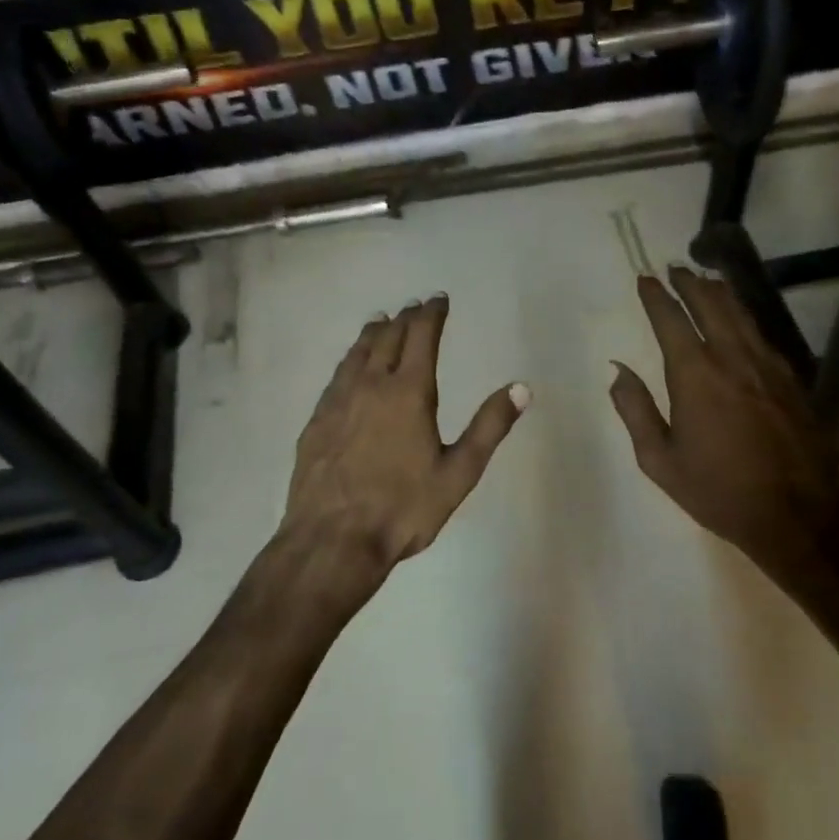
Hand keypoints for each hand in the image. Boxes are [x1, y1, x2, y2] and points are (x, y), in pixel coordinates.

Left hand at [283, 293, 528, 578]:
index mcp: (409, 392)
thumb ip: (490, 427)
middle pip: (387, 338)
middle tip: (414, 307)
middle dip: (404, 318)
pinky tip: (349, 368)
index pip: (421, 337)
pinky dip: (349, 360)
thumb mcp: (459, 472)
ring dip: (373, 333)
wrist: (332, 540)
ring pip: (356, 354)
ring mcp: (338, 402)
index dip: (432, 314)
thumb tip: (522, 387)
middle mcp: (370, 385)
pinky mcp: (316, 422)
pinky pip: (336, 376)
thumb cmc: (404, 508)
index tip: (439, 299)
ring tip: (381, 322)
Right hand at [610, 267, 838, 586]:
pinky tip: (742, 323)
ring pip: (742, 315)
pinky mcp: (792, 380)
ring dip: (721, 294)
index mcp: (695, 375)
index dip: (656, 296)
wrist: (798, 513)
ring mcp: (768, 366)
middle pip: (711, 305)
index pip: (671, 320)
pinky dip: (745, 319)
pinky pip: (762, 336)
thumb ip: (636, 410)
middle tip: (676, 268)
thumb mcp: (660, 460)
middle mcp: (732, 358)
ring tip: (707, 280)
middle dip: (690, 283)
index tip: (645, 278)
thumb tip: (618, 370)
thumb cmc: (719, 491)